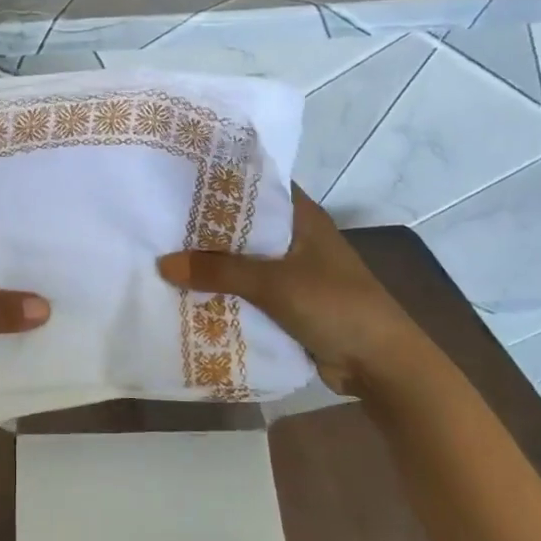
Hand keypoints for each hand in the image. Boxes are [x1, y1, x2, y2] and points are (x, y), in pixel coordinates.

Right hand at [157, 185, 419, 396]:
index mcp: (303, 218)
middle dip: (208, 226)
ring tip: (163, 253)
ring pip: (244, 261)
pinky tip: (188, 293)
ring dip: (213, 264)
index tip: (182, 176)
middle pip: (246, 226)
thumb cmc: (334, 305)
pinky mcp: (288, 303)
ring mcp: (293, 272)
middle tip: (160, 219)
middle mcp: (297, 238)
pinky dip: (225, 292)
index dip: (224, 179)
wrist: (379, 364)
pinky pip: (248, 292)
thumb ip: (219, 272)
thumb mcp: (273, 283)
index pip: (259, 185)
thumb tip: (163, 263)